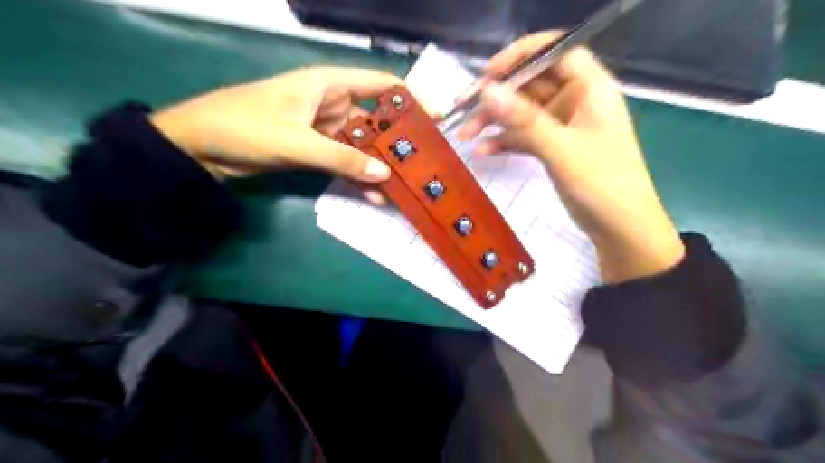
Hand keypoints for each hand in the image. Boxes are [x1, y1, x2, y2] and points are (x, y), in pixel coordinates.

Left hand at [152, 65, 402, 189]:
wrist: (200, 148)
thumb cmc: (243, 127)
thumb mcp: (295, 141)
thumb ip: (340, 158)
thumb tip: (384, 174)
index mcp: (328, 86)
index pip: (379, 85)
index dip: (408, 99)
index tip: (434, 119)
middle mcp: (332, 105)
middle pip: (375, 120)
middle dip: (398, 140)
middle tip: (425, 162)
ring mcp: (325, 131)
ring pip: (362, 146)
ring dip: (380, 164)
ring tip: (407, 183)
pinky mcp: (317, 151)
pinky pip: (346, 163)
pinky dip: (359, 177)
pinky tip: (377, 195)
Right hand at [461, 31, 686, 282]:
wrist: (621, 229)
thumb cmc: (602, 184)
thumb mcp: (561, 149)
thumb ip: (524, 119)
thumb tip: (487, 91)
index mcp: (590, 89)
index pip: (556, 52)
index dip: (522, 55)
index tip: (489, 72)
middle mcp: (576, 101)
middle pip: (531, 84)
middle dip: (497, 95)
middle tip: (462, 107)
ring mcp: (563, 126)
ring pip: (523, 113)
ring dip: (494, 121)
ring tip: (464, 134)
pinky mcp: (554, 148)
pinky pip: (524, 137)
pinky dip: (504, 142)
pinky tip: (482, 152)